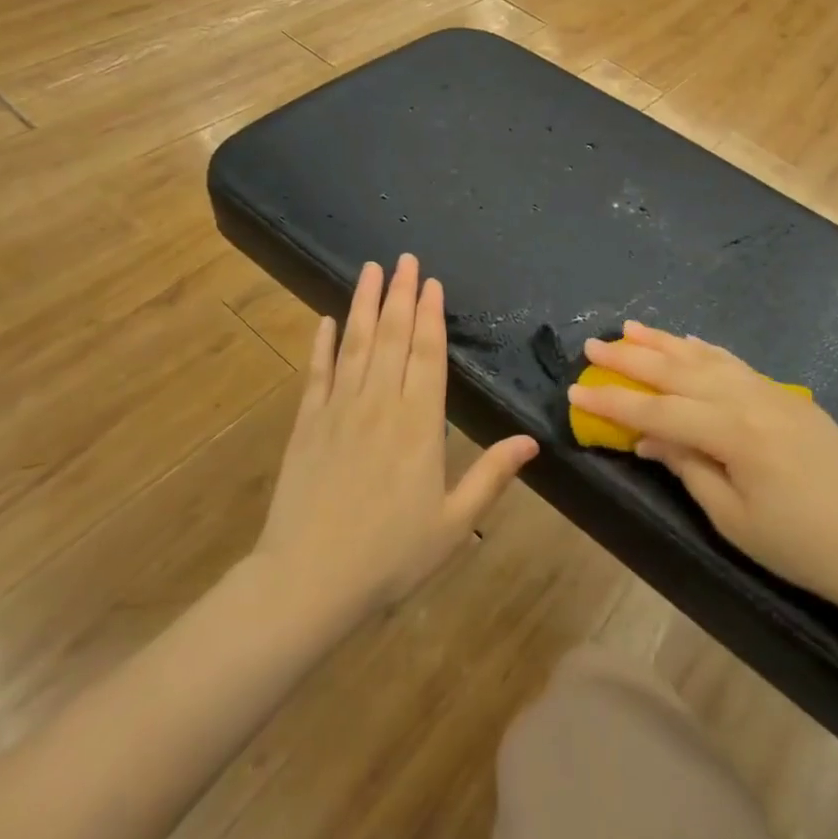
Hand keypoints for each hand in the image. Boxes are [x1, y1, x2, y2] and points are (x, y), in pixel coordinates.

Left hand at [254, 255, 538, 617]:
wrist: (308, 580)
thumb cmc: (389, 556)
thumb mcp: (452, 523)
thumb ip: (491, 477)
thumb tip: (531, 441)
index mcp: (418, 424)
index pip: (427, 355)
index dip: (431, 315)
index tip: (432, 282)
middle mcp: (379, 404)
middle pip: (393, 337)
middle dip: (401, 294)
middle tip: (405, 258)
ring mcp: (339, 409)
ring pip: (356, 344)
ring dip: (365, 304)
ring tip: (371, 270)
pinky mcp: (307, 423)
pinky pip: (317, 373)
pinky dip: (322, 344)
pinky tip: (325, 320)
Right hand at [568, 322, 837, 622]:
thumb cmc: (804, 548)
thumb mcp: (734, 519)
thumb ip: (687, 468)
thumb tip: (649, 436)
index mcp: (734, 433)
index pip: (658, 410)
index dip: (614, 401)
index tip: (575, 390)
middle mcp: (750, 400)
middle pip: (678, 372)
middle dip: (631, 359)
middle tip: (592, 345)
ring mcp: (773, 393)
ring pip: (706, 358)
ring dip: (664, 343)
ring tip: (630, 329)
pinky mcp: (789, 397)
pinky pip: (737, 364)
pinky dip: (706, 350)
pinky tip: (687, 342)